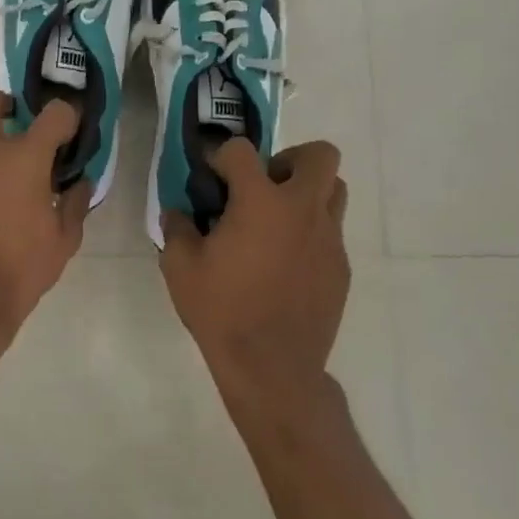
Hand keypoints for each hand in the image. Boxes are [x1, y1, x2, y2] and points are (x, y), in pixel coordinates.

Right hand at [160, 139, 349, 410]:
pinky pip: (331, 231)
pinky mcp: (341, 266)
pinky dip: (310, 232)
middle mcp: (302, 209)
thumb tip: (178, 213)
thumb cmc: (222, 311)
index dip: (221, 157)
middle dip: (289, 160)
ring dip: (308, 192)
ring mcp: (329, 237)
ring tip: (278, 221)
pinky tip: (286, 263)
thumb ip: (176, 229)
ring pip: (335, 189)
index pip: (242, 150)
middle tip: (263, 188)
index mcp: (260, 202)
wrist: (273, 367)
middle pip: (318, 155)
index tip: (211, 178)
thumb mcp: (180, 268)